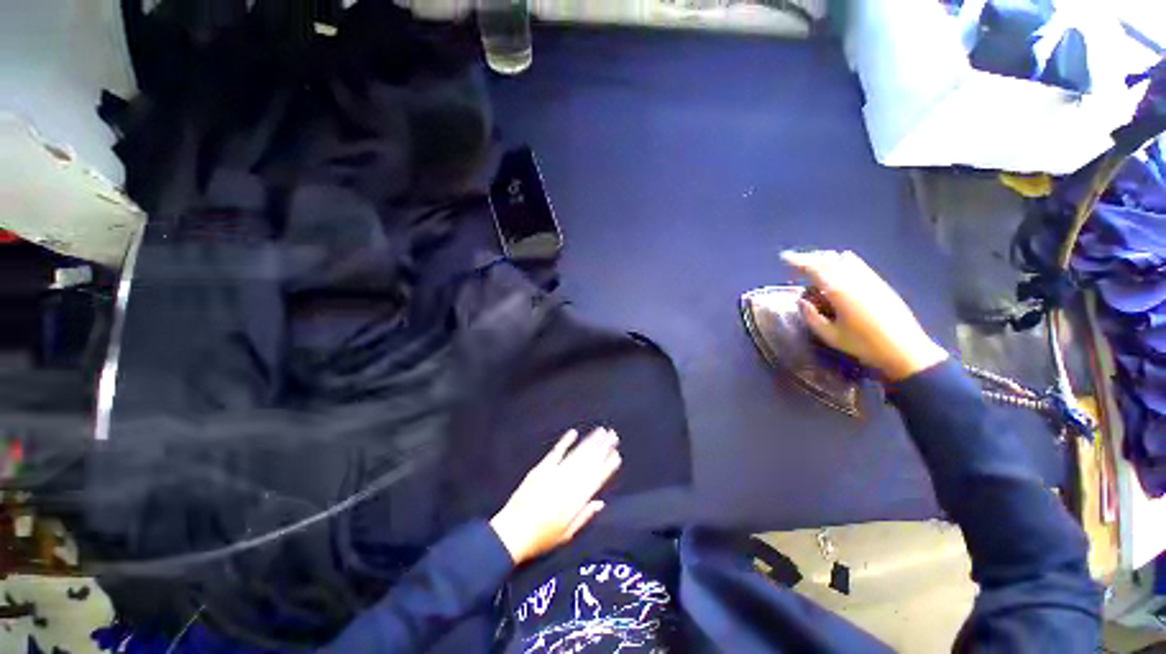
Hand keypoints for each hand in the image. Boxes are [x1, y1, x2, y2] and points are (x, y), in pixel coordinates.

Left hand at [490, 428, 621, 564]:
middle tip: (613, 435)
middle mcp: (567, 485)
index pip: (596, 480)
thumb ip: (585, 516)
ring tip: (601, 431)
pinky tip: (574, 433)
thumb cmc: (541, 538)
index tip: (616, 455)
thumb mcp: (567, 534)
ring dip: (590, 442)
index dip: (607, 466)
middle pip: (589, 462)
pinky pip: (556, 452)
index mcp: (575, 501)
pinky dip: (565, 442)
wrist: (511, 534)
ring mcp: (553, 475)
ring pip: (576, 455)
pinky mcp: (540, 469)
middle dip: (602, 447)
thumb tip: (601, 502)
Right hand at [781, 250, 947, 381]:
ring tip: (815, 266)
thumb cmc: (863, 345)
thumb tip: (803, 301)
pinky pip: (857, 264)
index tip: (784, 258)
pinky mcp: (879, 282)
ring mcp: (868, 279)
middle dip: (809, 258)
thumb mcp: (830, 336)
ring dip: (825, 259)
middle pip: (828, 259)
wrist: (904, 349)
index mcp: (839, 291)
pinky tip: (839, 267)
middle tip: (796, 264)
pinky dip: (843, 262)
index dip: (798, 261)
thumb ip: (812, 317)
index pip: (814, 267)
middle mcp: (853, 279)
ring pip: (843, 258)